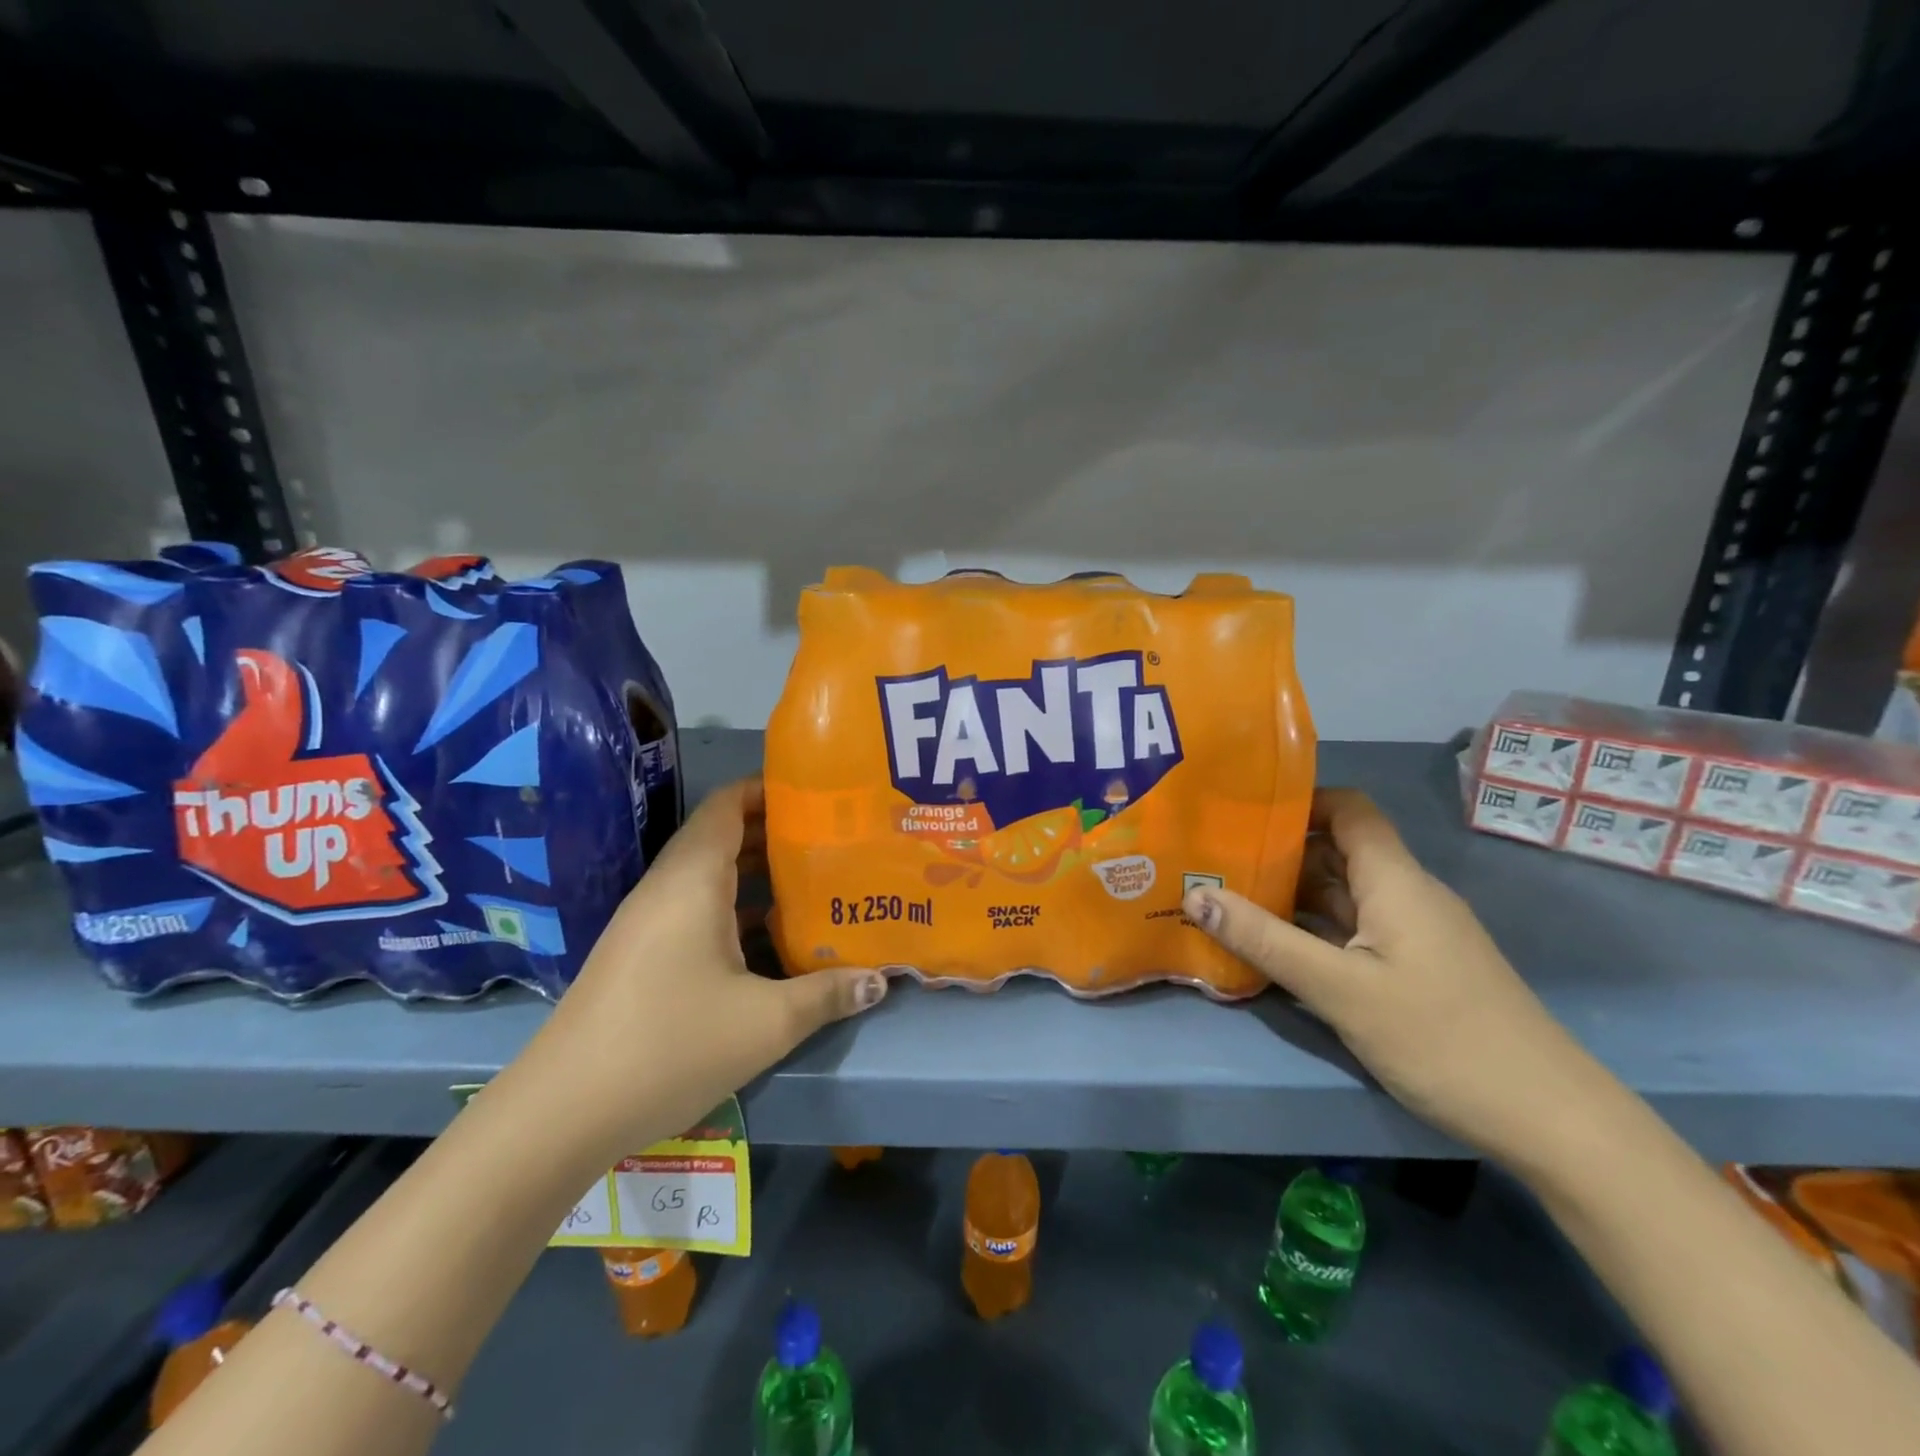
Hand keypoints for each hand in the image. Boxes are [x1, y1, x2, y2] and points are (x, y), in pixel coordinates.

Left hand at [511, 779, 886, 1158]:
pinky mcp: (640, 953)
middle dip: (775, 831)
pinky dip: (735, 905)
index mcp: (694, 880)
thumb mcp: (766, 1022)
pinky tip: (770, 937)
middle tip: (831, 839)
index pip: (727, 804)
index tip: (820, 796)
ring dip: (756, 872)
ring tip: (812, 880)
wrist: (561, 1111)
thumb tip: (880, 980)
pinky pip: (695, 907)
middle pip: (721, 835)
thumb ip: (828, 994)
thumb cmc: (670, 1045)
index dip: (769, 790)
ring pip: (708, 875)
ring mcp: (648, 921)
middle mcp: (667, 888)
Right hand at [1182, 789, 1610, 1167]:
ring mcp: (1414, 934)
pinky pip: (1354, 929)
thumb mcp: (1340, 990)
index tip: (1241, 811)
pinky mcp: (1416, 968)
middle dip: (1279, 850)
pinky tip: (1275, 947)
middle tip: (1215, 859)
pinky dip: (1313, 929)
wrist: (1551, 1121)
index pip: (1349, 809)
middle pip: (1339, 850)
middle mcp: (1406, 895)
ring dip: (1291, 893)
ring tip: (1229, 898)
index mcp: (1395, 881)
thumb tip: (1196, 895)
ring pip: (1343, 894)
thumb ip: (1265, 940)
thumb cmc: (1442, 1039)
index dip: (1300, 800)